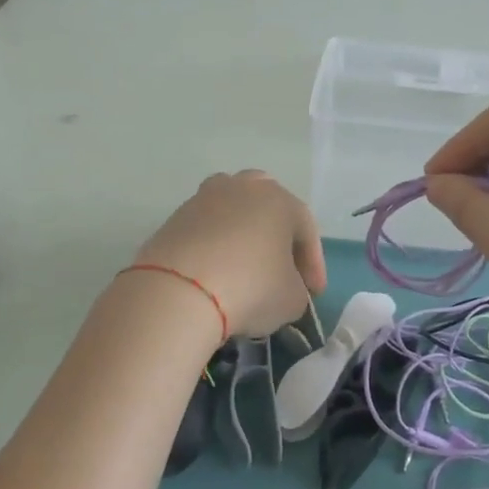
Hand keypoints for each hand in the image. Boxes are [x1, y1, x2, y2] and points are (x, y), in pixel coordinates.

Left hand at [132, 171, 326, 338]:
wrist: (179, 291)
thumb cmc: (251, 288)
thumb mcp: (292, 300)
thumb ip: (297, 289)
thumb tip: (284, 287)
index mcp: (280, 200)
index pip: (306, 230)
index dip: (313, 264)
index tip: (314, 294)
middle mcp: (244, 188)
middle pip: (268, 206)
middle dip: (277, 234)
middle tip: (280, 267)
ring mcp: (204, 198)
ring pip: (232, 211)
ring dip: (242, 233)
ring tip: (243, 264)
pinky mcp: (175, 217)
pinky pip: (205, 229)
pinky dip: (213, 246)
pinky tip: (214, 272)